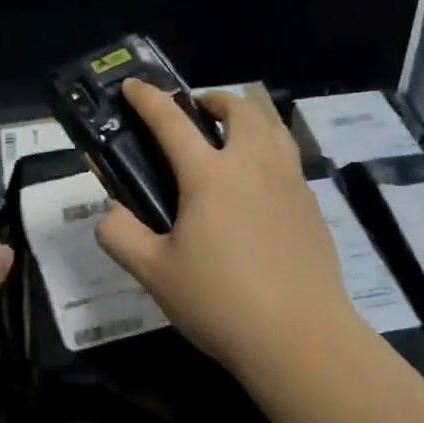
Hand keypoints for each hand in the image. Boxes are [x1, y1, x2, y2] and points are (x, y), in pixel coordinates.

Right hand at [95, 81, 360, 378]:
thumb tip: (111, 214)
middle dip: (214, 99)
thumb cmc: (220, 302)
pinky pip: (289, 158)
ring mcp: (290, 182)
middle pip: (239, 108)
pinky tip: (260, 184)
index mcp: (210, 175)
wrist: (300, 337)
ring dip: (248, 117)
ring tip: (232, 136)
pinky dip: (270, 149)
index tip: (133, 85)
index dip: (148, 98)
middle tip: (196, 112)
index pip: (171, 121)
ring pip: (273, 126)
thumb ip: (121, 236)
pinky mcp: (312, 205)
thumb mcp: (154, 274)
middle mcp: (253, 164)